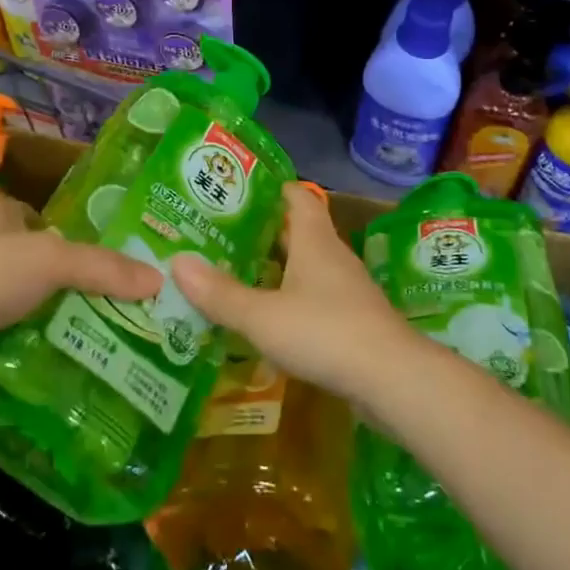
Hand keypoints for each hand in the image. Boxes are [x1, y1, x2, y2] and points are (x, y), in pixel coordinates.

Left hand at [0, 194, 161, 337]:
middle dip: (51, 280)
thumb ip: (103, 268)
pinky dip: (6, 336)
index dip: (67, 240)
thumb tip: (157, 278)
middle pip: (24, 257)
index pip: (40, 220)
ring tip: (68, 336)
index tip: (93, 269)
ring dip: (29, 311)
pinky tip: (30, 355)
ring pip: (5, 293)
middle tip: (88, 307)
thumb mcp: (53, 262)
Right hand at [172, 183, 421, 405]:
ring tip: (237, 275)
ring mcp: (346, 290)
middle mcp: (332, 256)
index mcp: (313, 240)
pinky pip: (316, 298)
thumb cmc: (324, 332)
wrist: (393, 380)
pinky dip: (291, 299)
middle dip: (264, 231)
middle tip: (222, 236)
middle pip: (298, 231)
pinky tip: (269, 319)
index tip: (239, 191)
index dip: (271, 189)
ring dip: (277, 268)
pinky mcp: (353, 321)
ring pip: (307, 266)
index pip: (297, 196)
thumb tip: (176, 262)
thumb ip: (220, 294)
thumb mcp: (262, 316)